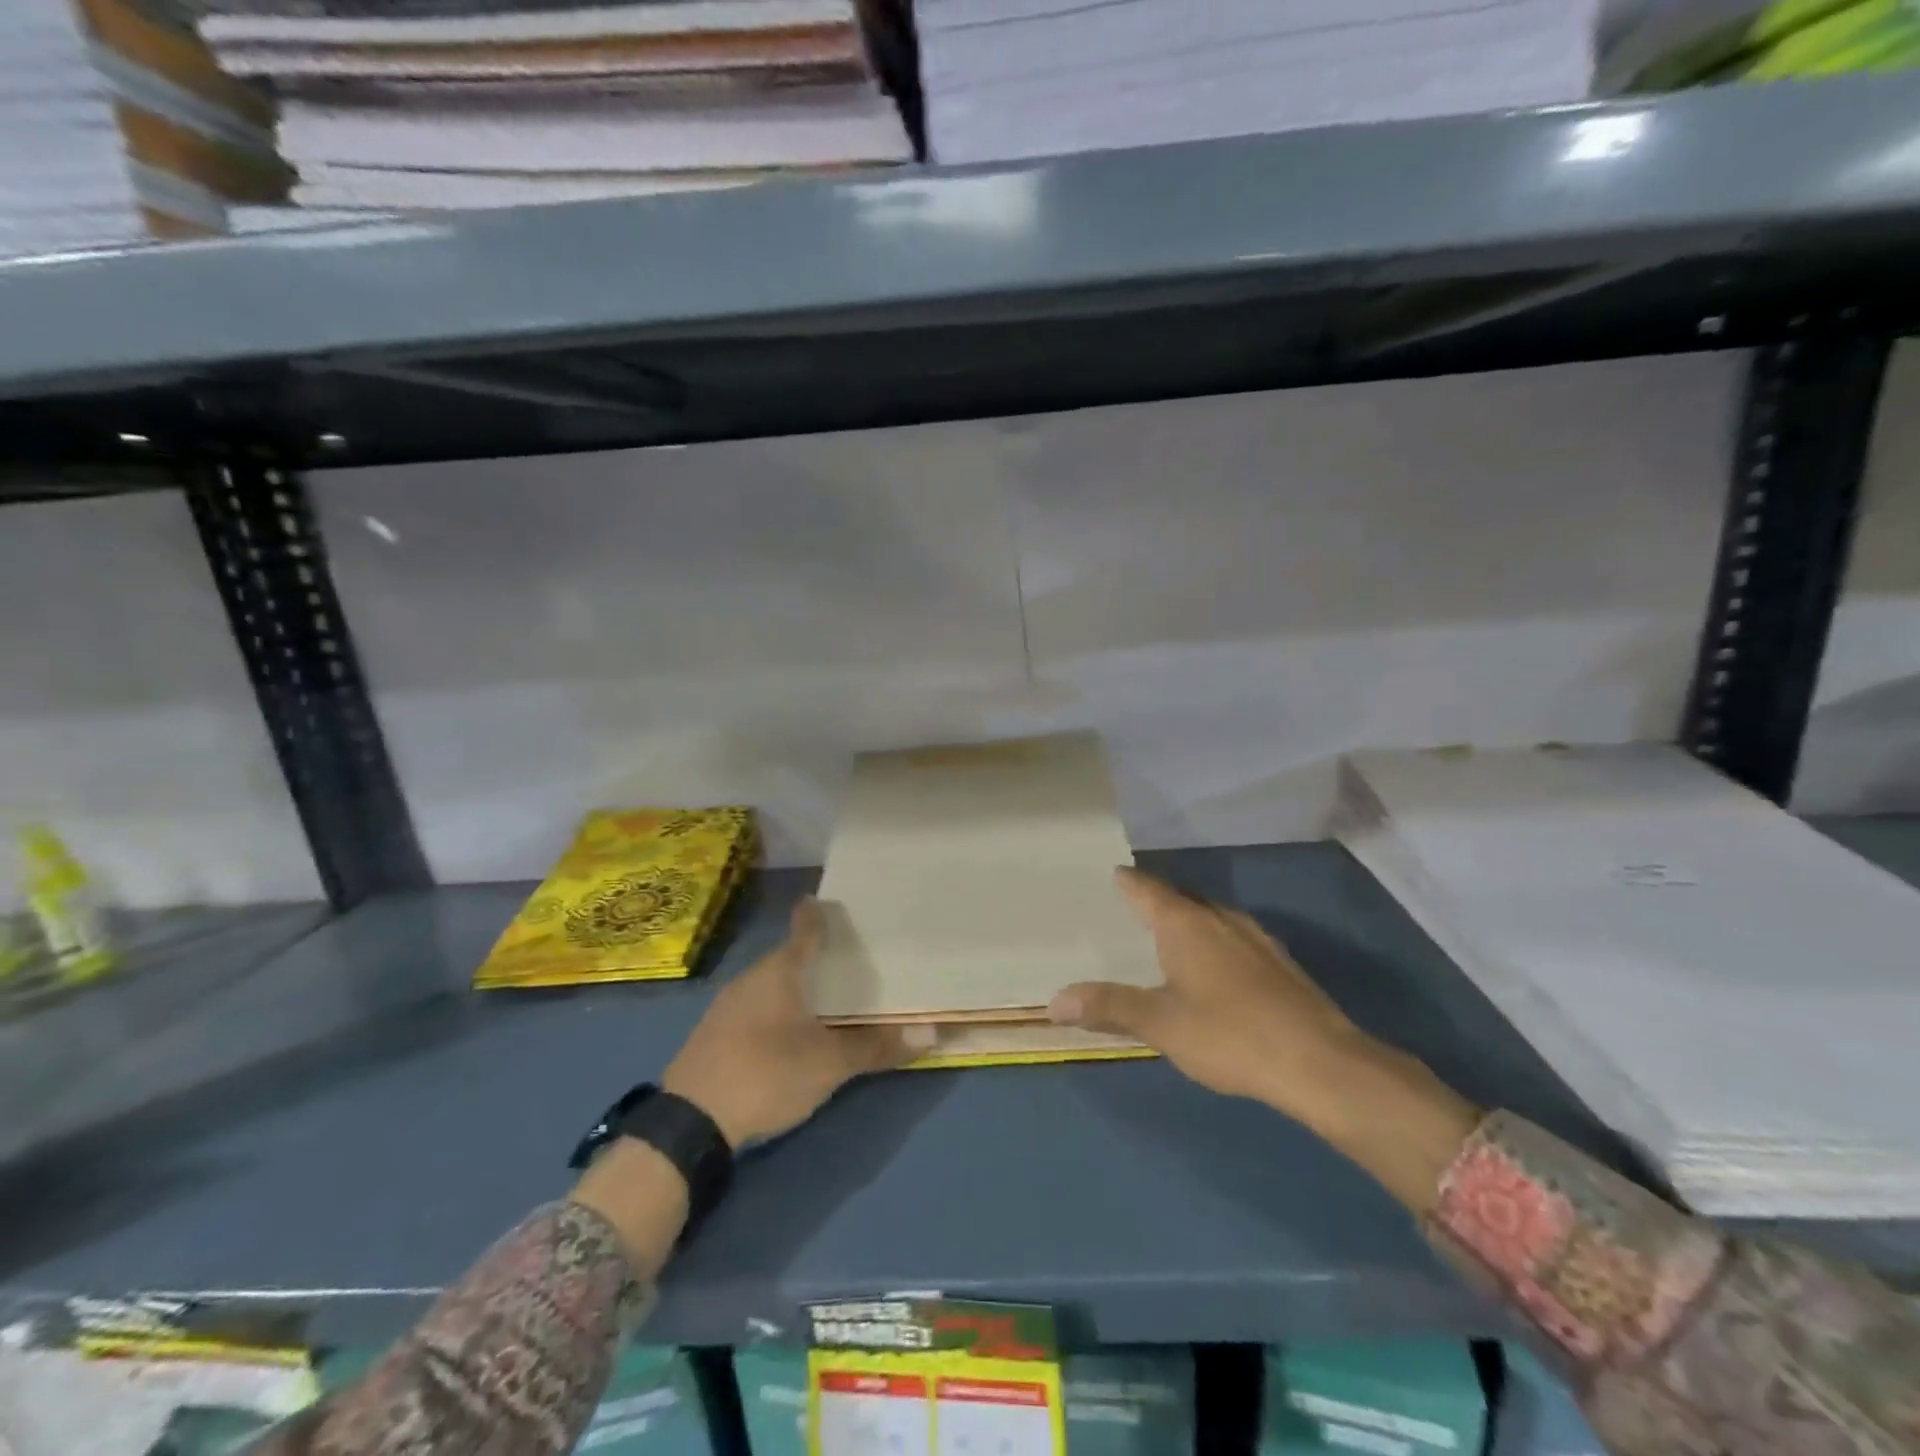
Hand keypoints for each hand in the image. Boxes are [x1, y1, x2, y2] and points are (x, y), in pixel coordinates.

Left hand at [663, 897, 926, 1147]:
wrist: (689, 1122)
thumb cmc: (766, 1074)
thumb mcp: (828, 1064)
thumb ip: (876, 1047)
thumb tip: (930, 1034)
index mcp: (780, 972)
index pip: (805, 930)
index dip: (819, 914)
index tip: (831, 902)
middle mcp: (752, 978)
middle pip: (789, 957)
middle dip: (816, 956)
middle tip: (849, 957)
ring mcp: (728, 1005)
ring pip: (771, 984)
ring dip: (796, 986)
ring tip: (826, 995)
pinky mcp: (715, 1033)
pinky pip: (756, 1006)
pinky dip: (778, 1008)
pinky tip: (790, 1029)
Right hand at [1049, 868, 1478, 1213]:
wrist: (1322, 1063)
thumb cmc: (1230, 1035)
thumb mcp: (1160, 1024)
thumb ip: (1109, 1007)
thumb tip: (1055, 1000)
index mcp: (1186, 923)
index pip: (1147, 888)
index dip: (1128, 880)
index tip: (1111, 872)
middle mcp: (1219, 918)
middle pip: (1180, 896)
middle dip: (1155, 898)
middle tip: (1128, 905)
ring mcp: (1255, 938)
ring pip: (1210, 915)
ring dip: (1186, 918)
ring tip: (1165, 933)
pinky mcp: (1278, 963)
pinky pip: (1232, 937)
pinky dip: (1211, 940)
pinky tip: (1212, 966)